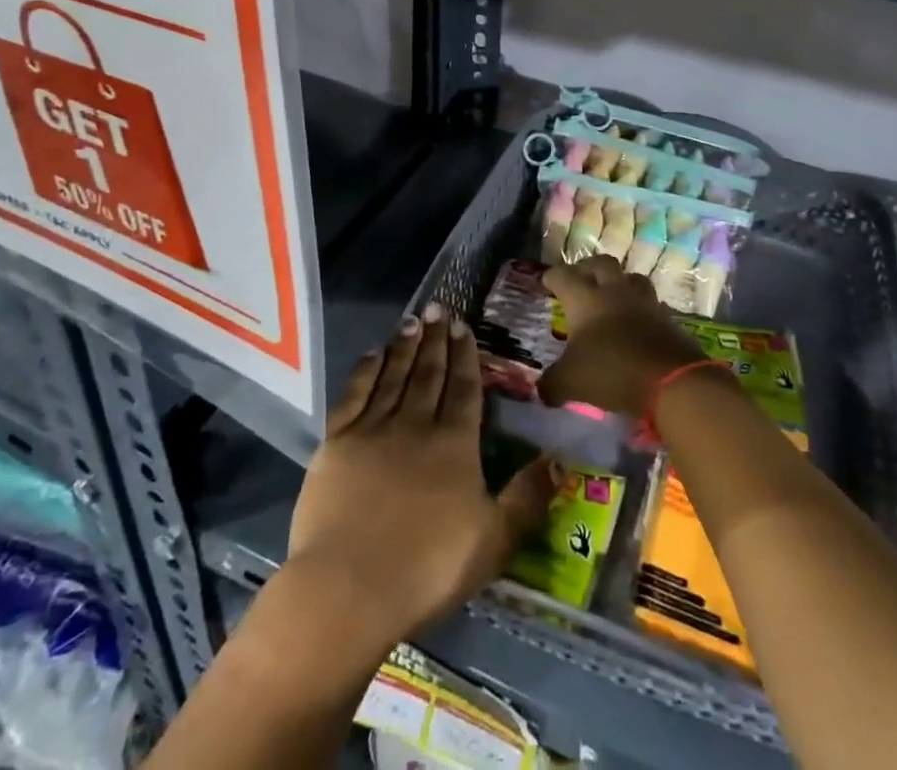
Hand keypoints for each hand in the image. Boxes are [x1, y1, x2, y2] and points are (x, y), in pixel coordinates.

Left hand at [286, 303, 558, 647]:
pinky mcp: (336, 441)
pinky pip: (354, 393)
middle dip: (436, 339)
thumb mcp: (493, 541)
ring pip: (394, 375)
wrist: (348, 588)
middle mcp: (415, 424)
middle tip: (439, 308)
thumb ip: (527, 498)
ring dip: (405, 346)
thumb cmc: (427, 570)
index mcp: (455, 444)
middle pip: (429, 373)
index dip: (465, 355)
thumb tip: (560, 460)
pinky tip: (373, 353)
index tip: (464, 326)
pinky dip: (366, 370)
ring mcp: (373, 429)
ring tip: (413, 320)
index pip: (464, 388)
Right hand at [538, 258, 708, 416]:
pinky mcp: (667, 318)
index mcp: (585, 299)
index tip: (546, 281)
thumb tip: (541, 391)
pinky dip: (641, 309)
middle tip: (579, 280)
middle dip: (587, 268)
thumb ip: (552, 384)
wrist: (671, 380)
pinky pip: (651, 304)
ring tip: (611, 296)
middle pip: (600, 264)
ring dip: (619, 282)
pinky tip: (636, 323)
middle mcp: (614, 292)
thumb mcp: (571, 382)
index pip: (563, 276)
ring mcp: (644, 302)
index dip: (552, 277)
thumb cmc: (612, 371)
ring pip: (630, 278)